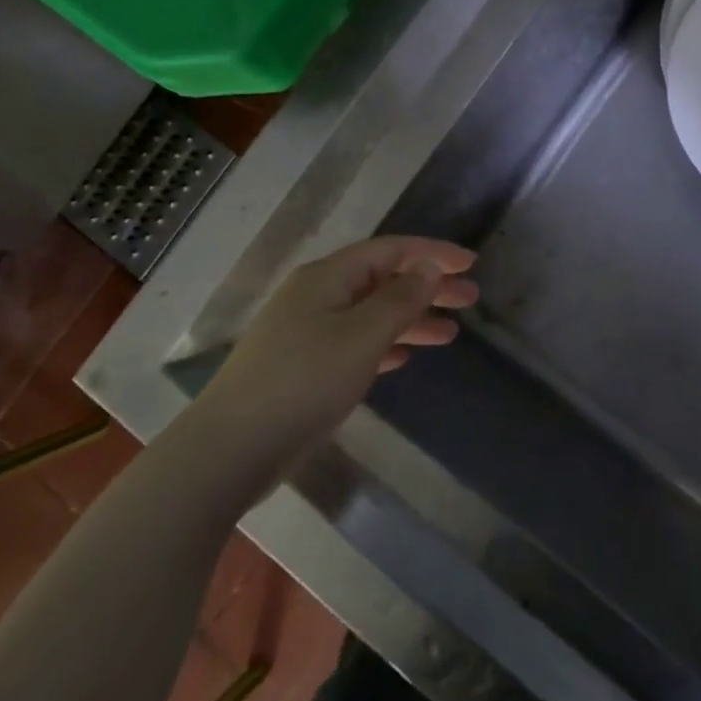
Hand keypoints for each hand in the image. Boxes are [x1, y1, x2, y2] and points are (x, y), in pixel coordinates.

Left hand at [197, 236, 477, 445]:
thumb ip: (400, 299)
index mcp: (328, 277)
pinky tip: (406, 357)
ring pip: (371, 314)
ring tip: (450, 334)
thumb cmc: (303, 382)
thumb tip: (429, 266)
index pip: (391, 250)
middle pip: (383, 280)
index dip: (433, 253)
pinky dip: (385, 345)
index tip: (471, 264)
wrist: (230, 450)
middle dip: (427, 287)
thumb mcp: (361, 336)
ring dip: (411, 318)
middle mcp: (318, 295)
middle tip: (470, 299)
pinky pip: (356, 343)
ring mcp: (307, 331)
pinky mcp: (304, 367)